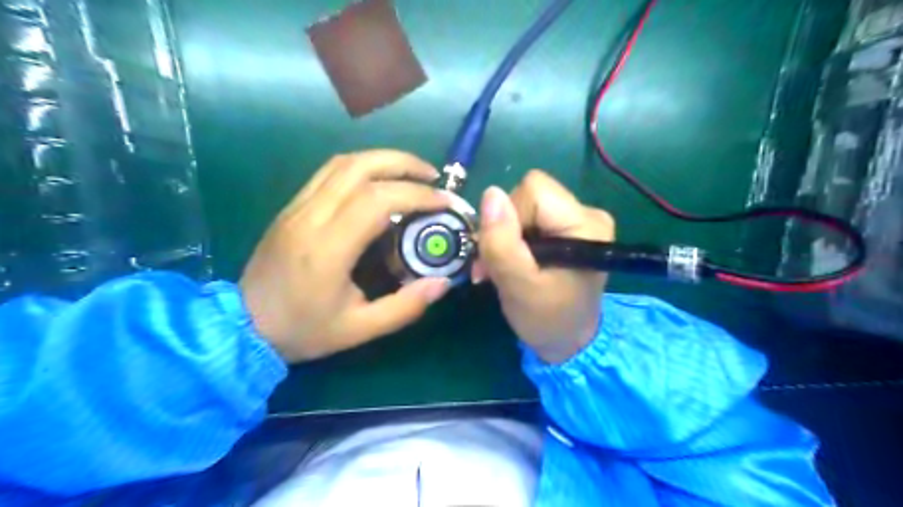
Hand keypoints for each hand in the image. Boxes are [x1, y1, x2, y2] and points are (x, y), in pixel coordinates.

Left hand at [240, 149, 451, 362]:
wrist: (243, 326)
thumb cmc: (303, 330)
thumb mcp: (359, 329)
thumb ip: (405, 307)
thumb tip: (442, 283)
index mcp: (327, 249)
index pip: (377, 200)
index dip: (416, 194)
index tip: (444, 202)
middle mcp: (310, 217)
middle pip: (359, 167)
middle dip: (404, 164)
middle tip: (433, 177)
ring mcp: (297, 207)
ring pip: (343, 163)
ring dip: (383, 160)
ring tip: (412, 173)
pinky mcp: (292, 206)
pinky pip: (329, 172)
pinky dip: (362, 167)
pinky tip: (380, 181)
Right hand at [475, 171, 617, 364]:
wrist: (568, 342)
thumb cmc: (547, 319)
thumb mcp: (519, 286)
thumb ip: (502, 243)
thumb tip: (490, 193)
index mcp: (585, 223)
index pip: (533, 190)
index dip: (510, 216)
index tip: (504, 252)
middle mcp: (587, 213)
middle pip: (528, 195)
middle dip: (505, 228)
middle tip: (497, 265)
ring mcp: (578, 220)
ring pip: (524, 206)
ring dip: (505, 236)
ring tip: (503, 268)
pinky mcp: (568, 229)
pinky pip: (530, 218)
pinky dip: (514, 240)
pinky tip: (513, 263)